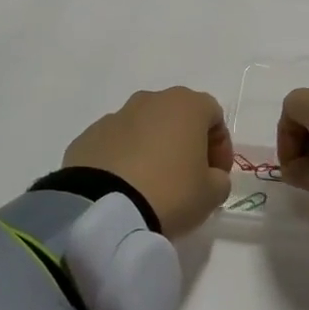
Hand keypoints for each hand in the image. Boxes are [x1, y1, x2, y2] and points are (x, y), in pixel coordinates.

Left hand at [63, 87, 233, 238]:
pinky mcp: (88, 136)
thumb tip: (210, 176)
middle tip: (187, 177)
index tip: (217, 175)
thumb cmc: (170, 193)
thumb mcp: (211, 194)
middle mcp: (150, 100)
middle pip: (177, 116)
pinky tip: (123, 187)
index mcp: (185, 105)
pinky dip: (124, 159)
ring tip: (151, 185)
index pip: (214, 115)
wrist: (103, 209)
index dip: (220, 146)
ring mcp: (115, 116)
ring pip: (144, 128)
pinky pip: (116, 144)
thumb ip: (219, 180)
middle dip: (185, 143)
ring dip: (152, 148)